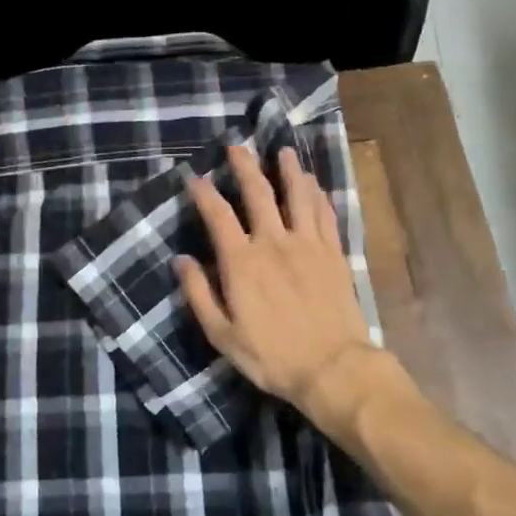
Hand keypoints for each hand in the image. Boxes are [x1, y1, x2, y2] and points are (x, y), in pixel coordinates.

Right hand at [175, 146, 392, 436]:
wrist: (333, 368)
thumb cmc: (272, 356)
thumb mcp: (222, 335)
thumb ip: (199, 294)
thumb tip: (181, 260)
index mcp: (242, 261)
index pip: (218, 215)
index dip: (205, 192)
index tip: (195, 176)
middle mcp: (274, 242)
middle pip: (258, 193)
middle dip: (245, 166)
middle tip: (237, 147)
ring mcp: (308, 245)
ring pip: (298, 196)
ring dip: (289, 171)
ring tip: (284, 152)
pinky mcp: (334, 254)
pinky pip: (326, 215)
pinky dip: (318, 196)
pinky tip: (315, 185)